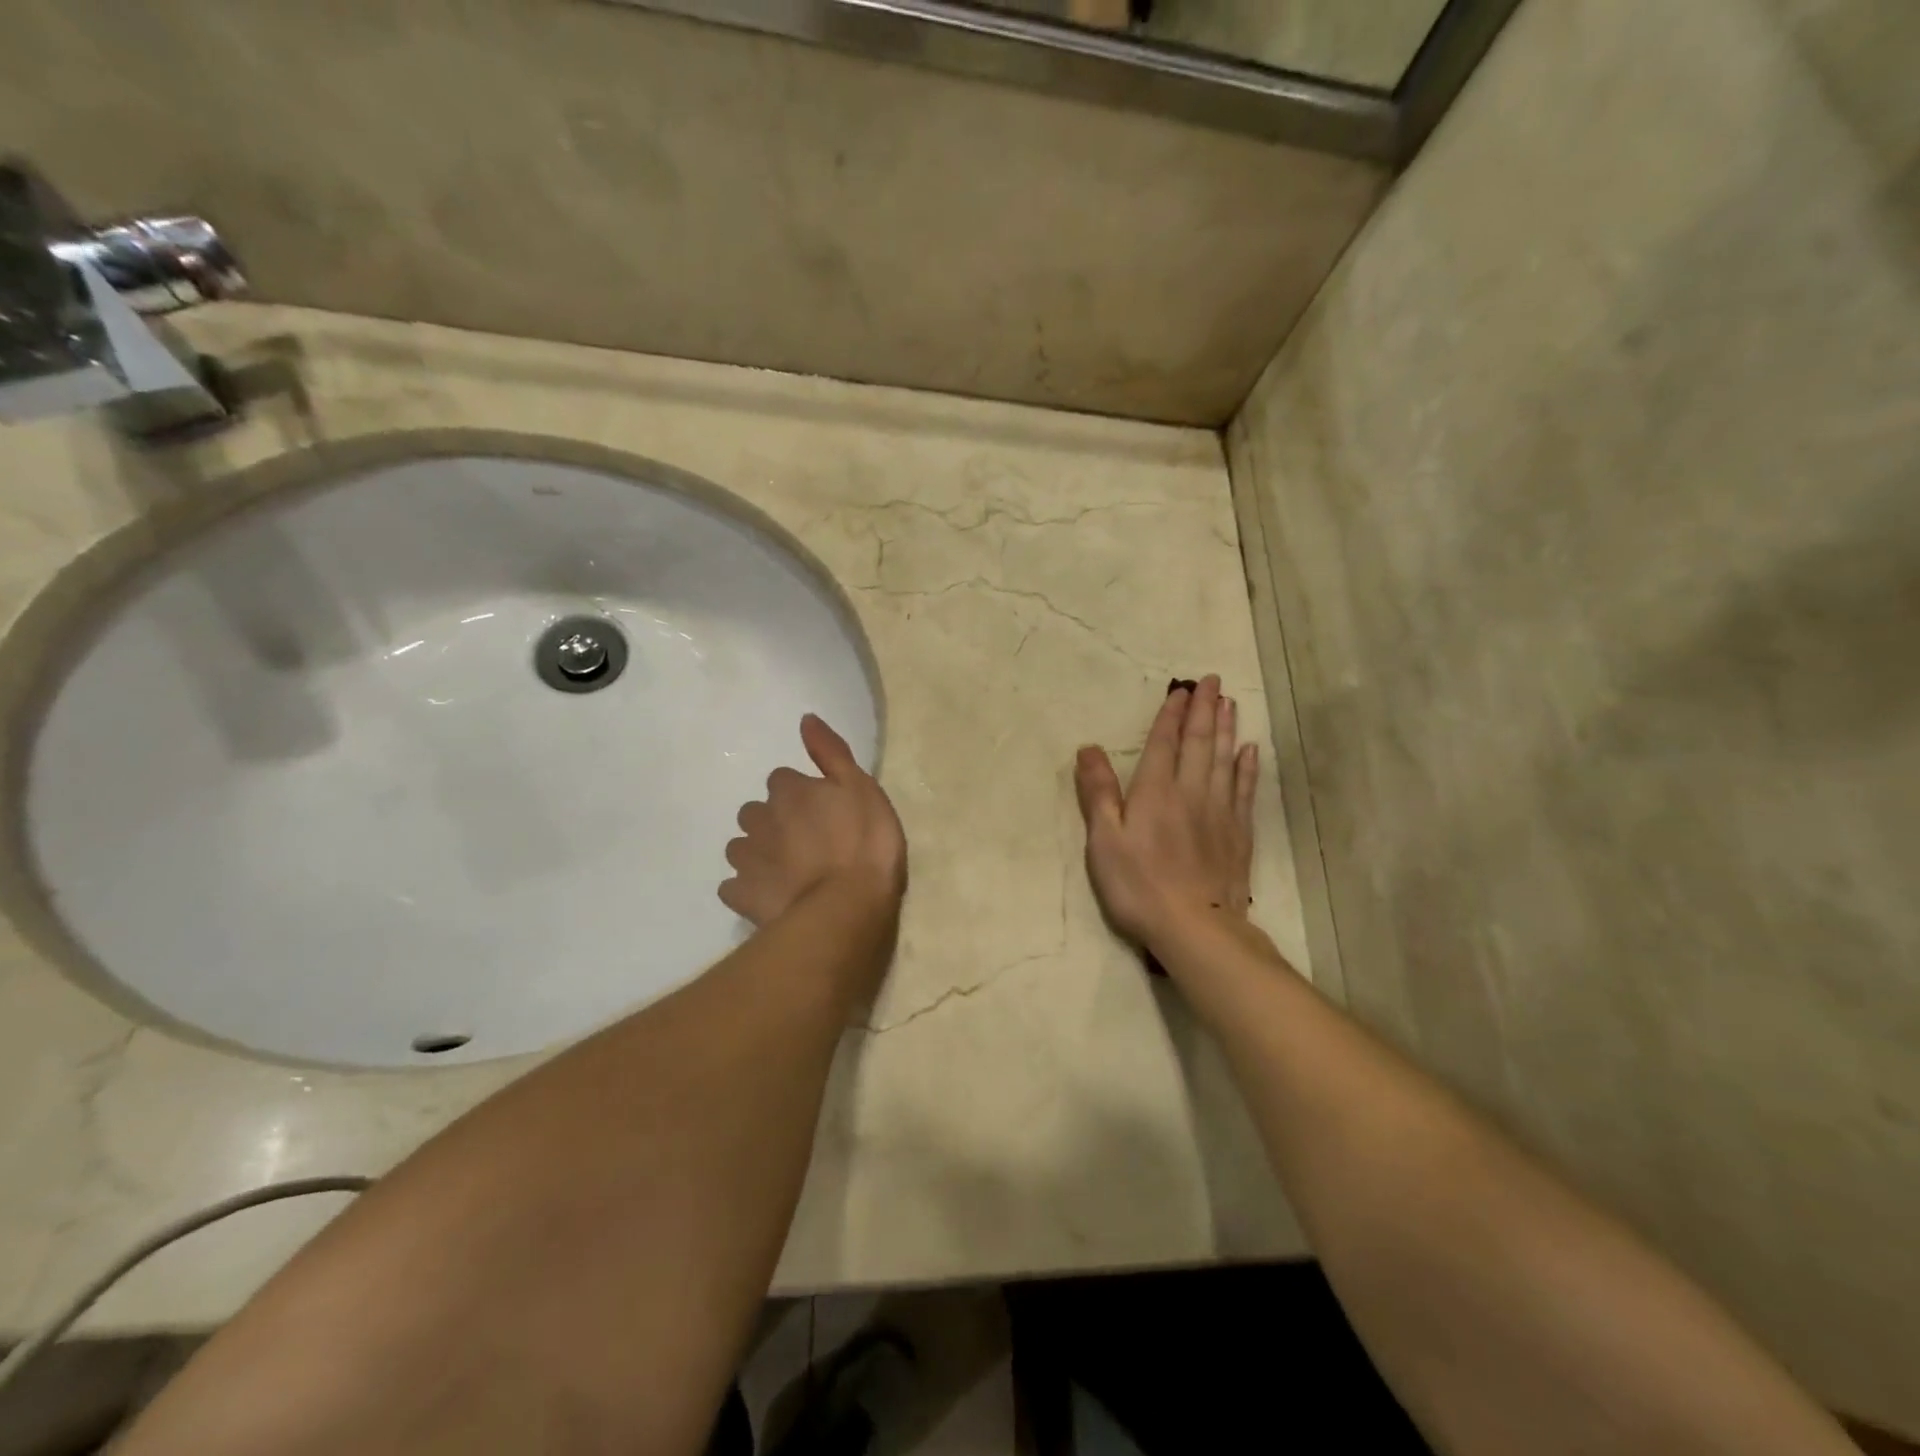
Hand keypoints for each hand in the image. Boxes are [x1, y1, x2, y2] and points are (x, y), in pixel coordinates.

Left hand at [720, 715, 906, 926]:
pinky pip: (735, 886)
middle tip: (804, 843)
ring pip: (742, 847)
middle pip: (757, 812)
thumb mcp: (862, 788)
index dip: (801, 796)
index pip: (783, 780)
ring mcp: (746, 858)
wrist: (845, 906)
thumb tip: (806, 718)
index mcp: (788, 790)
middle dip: (773, 822)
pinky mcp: (740, 894)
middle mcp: (759, 818)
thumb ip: (831, 752)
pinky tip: (768, 896)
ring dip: (757, 853)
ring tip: (786, 871)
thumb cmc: (864, 843)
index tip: (822, 813)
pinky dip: (747, 888)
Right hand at [1074, 675, 1256, 951]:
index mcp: (1156, 792)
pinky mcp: (1238, 833)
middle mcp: (1191, 792)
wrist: (1195, 928)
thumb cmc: (1139, 885)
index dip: (1171, 715)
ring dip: (1226, 728)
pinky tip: (1249, 750)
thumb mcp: (1104, 841)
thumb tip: (1089, 748)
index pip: (1164, 743)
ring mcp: (1220, 812)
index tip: (1180, 690)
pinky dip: (1247, 766)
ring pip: (1225, 759)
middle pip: (1199, 743)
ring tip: (1229, 703)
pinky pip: (1244, 789)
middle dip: (1204, 709)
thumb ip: (1099, 793)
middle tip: (1212, 681)